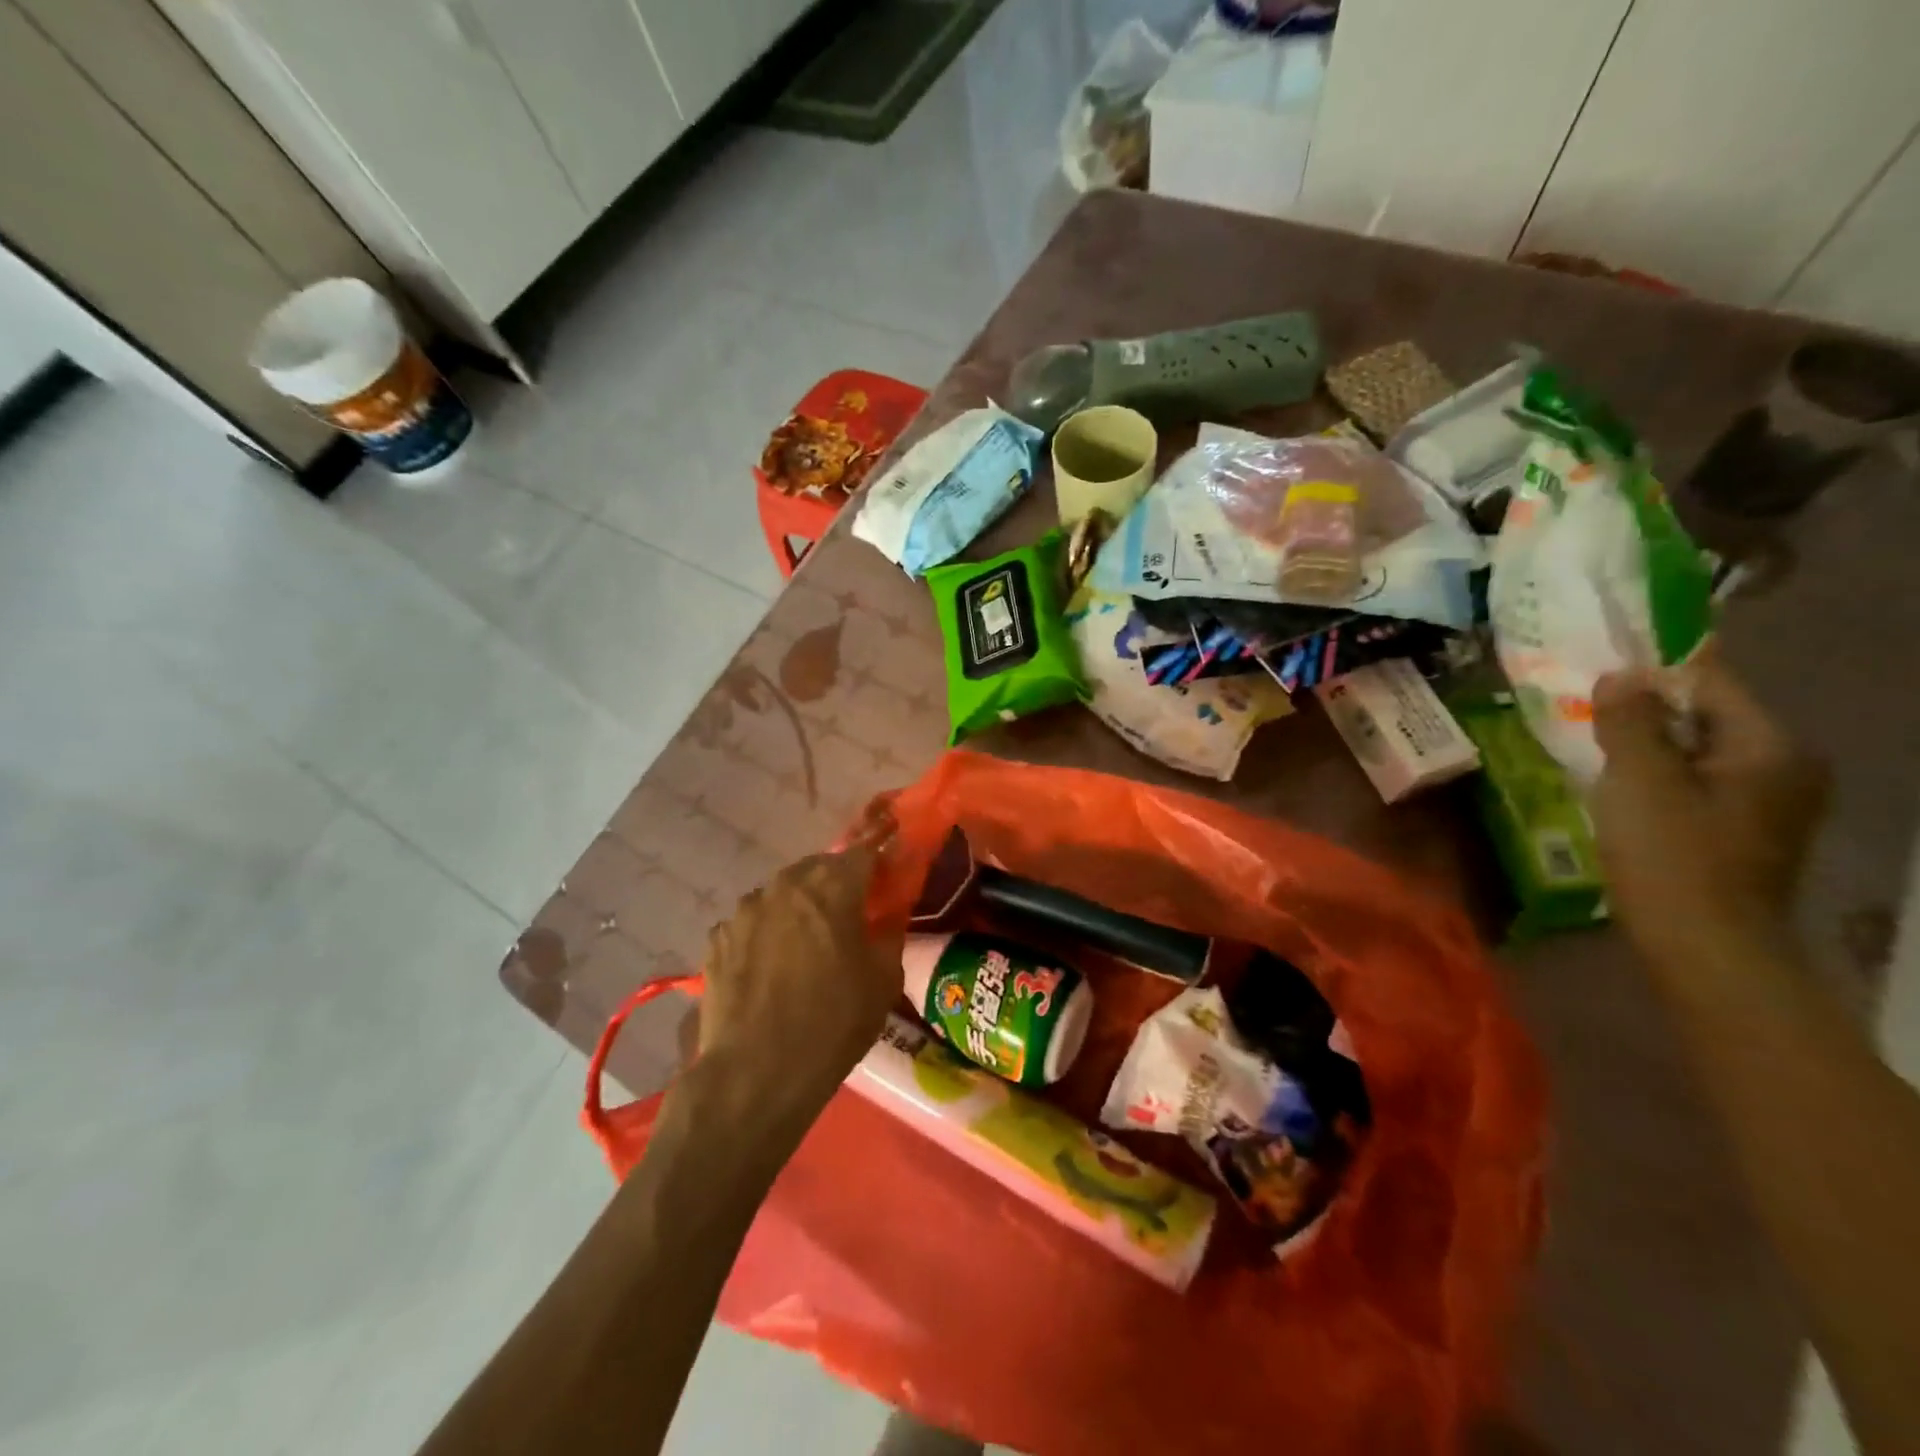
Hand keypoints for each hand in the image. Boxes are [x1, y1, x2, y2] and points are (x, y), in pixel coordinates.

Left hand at [698, 828, 904, 1113]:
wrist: (755, 1074)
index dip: (878, 863)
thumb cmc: (833, 1023)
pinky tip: (769, 969)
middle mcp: (785, 885)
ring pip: (781, 894)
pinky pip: (751, 923)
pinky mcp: (717, 938)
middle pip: (818, 868)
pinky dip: (765, 934)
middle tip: (849, 915)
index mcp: (832, 886)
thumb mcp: (883, 981)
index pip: (863, 853)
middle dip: (836, 883)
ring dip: (797, 908)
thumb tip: (888, 912)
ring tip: (804, 947)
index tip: (887, 879)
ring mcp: (745, 909)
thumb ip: (889, 933)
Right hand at [1591, 651, 1827, 967]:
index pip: (1710, 681)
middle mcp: (1782, 766)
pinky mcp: (1742, 831)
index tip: (1599, 663)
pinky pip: (1694, 781)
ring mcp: (1766, 803)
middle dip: (1644, 709)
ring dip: (1645, 744)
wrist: (1705, 947)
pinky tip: (1617, 787)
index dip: (1653, 668)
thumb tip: (1622, 674)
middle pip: (1704, 716)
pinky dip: (1656, 775)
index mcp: (1768, 746)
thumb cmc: (1672, 857)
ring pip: (1695, 751)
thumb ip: (1630, 721)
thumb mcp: (1639, 780)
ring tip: (1590, 744)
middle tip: (1583, 706)